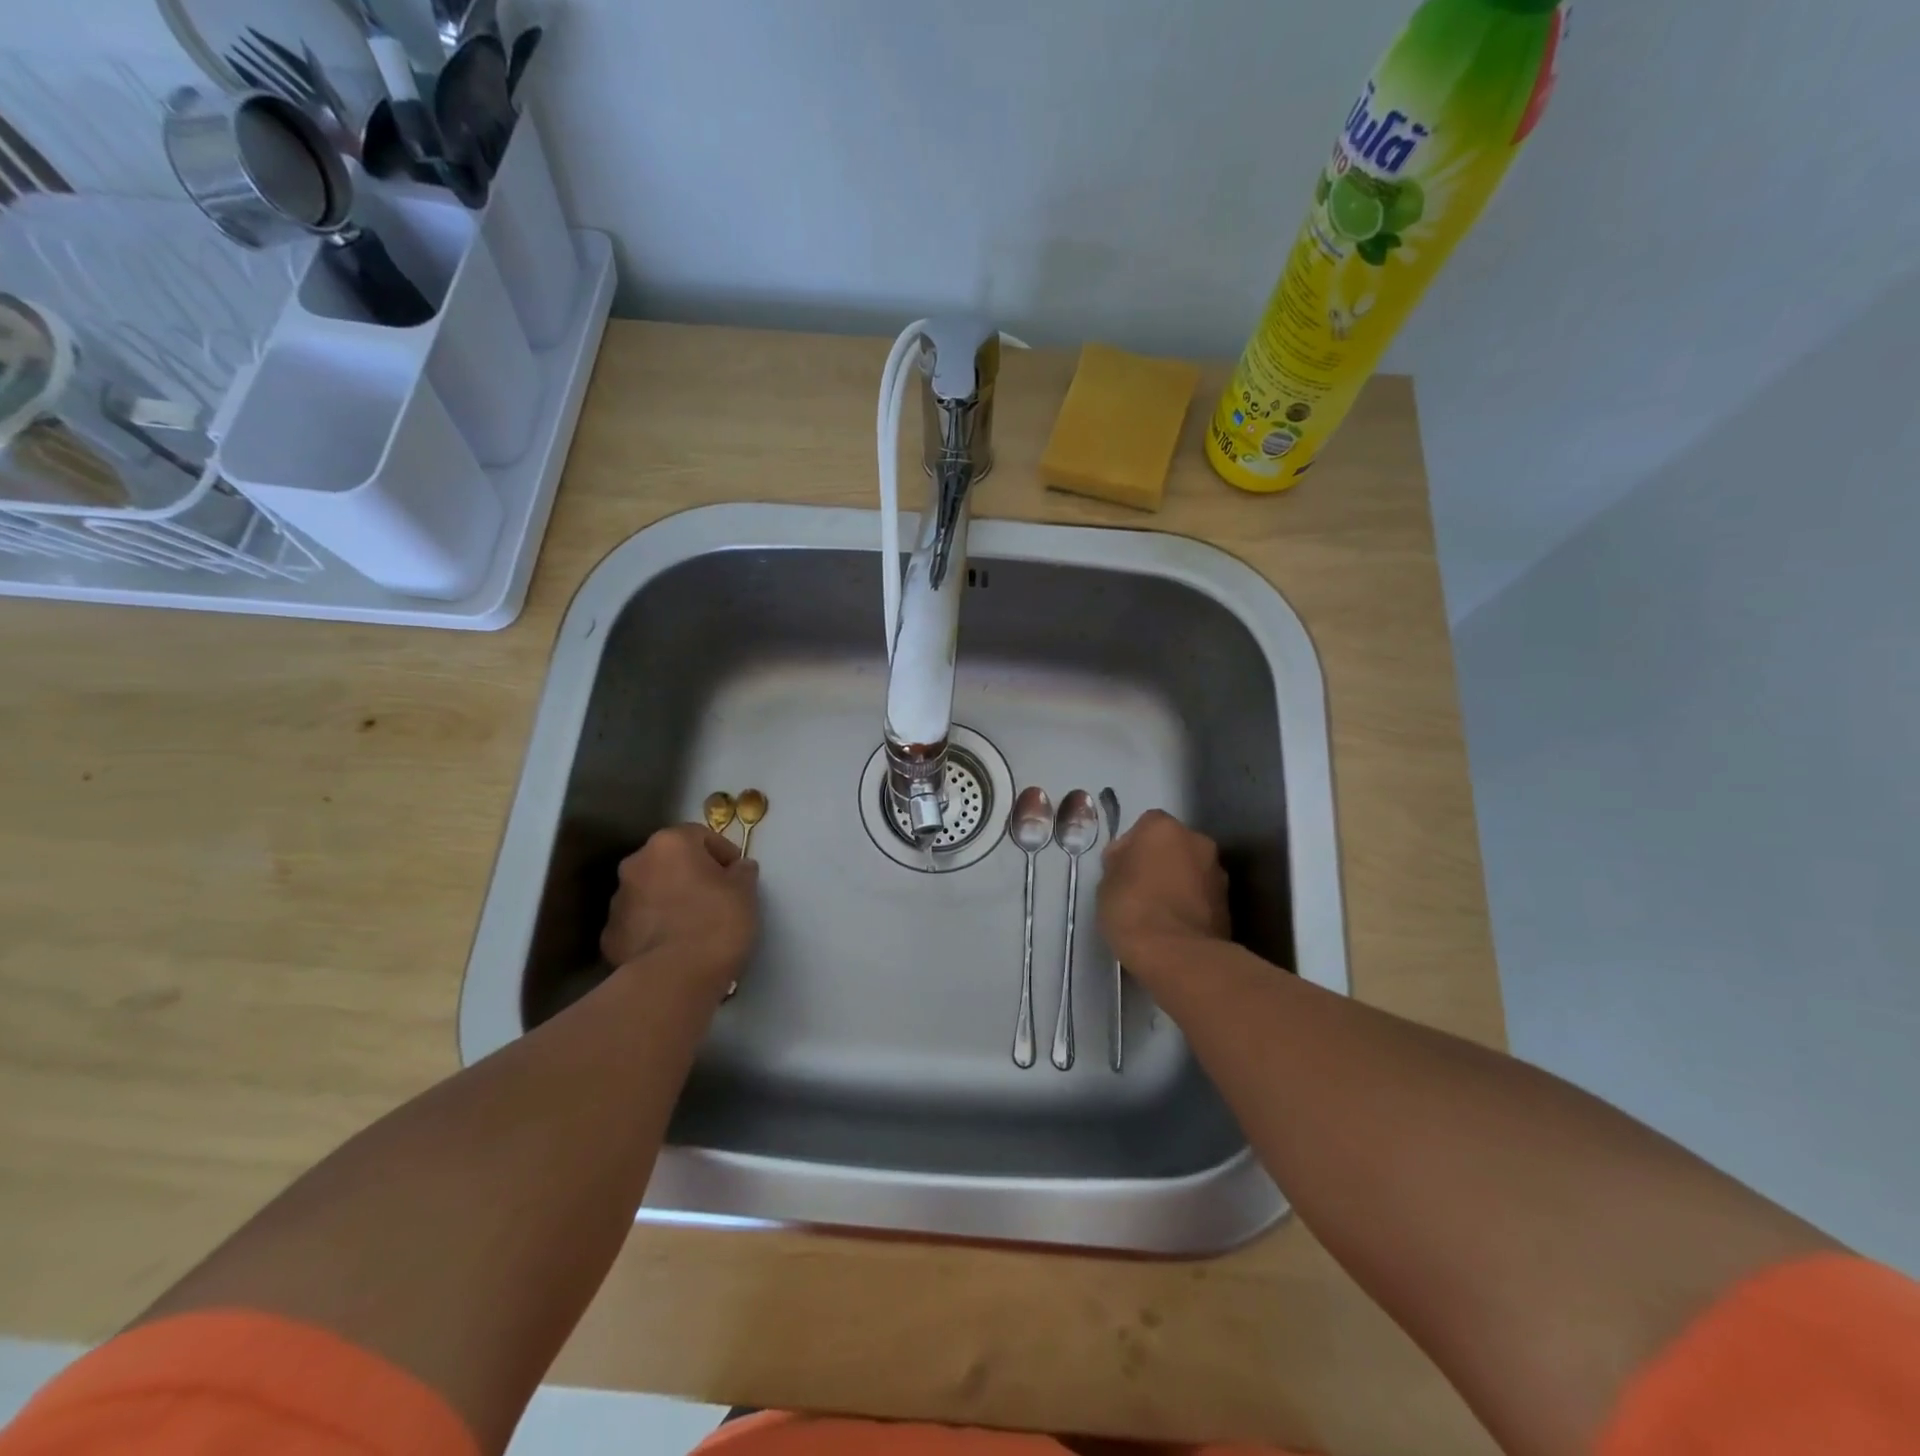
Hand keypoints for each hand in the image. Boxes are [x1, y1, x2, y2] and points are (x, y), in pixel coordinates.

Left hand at [601, 825, 759, 996]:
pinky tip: (673, 947)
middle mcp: (637, 864)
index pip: (699, 835)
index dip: (722, 853)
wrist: (674, 978)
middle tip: (715, 898)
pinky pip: (638, 923)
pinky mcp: (610, 936)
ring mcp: (618, 901)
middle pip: (669, 861)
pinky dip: (654, 929)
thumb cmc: (716, 922)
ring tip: (693, 926)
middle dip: (690, 874)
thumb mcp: (746, 891)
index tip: (737, 875)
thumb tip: (737, 868)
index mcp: (669, 844)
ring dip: (669, 900)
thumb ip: (742, 872)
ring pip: (651, 891)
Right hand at [1098, 810, 1229, 971]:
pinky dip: (1191, 904)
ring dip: (1179, 883)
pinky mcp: (1229, 904)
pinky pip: (1202, 896)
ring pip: (1191, 870)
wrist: (1177, 955)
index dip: (1132, 845)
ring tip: (1159, 912)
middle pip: (1174, 845)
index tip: (1121, 869)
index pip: (1145, 825)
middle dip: (1161, 861)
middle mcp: (1197, 841)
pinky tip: (1174, 926)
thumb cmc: (1132, 909)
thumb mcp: (1106, 882)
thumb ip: (1119, 861)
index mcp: (1163, 827)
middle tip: (1140, 888)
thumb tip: (1127, 859)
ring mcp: (1218, 872)